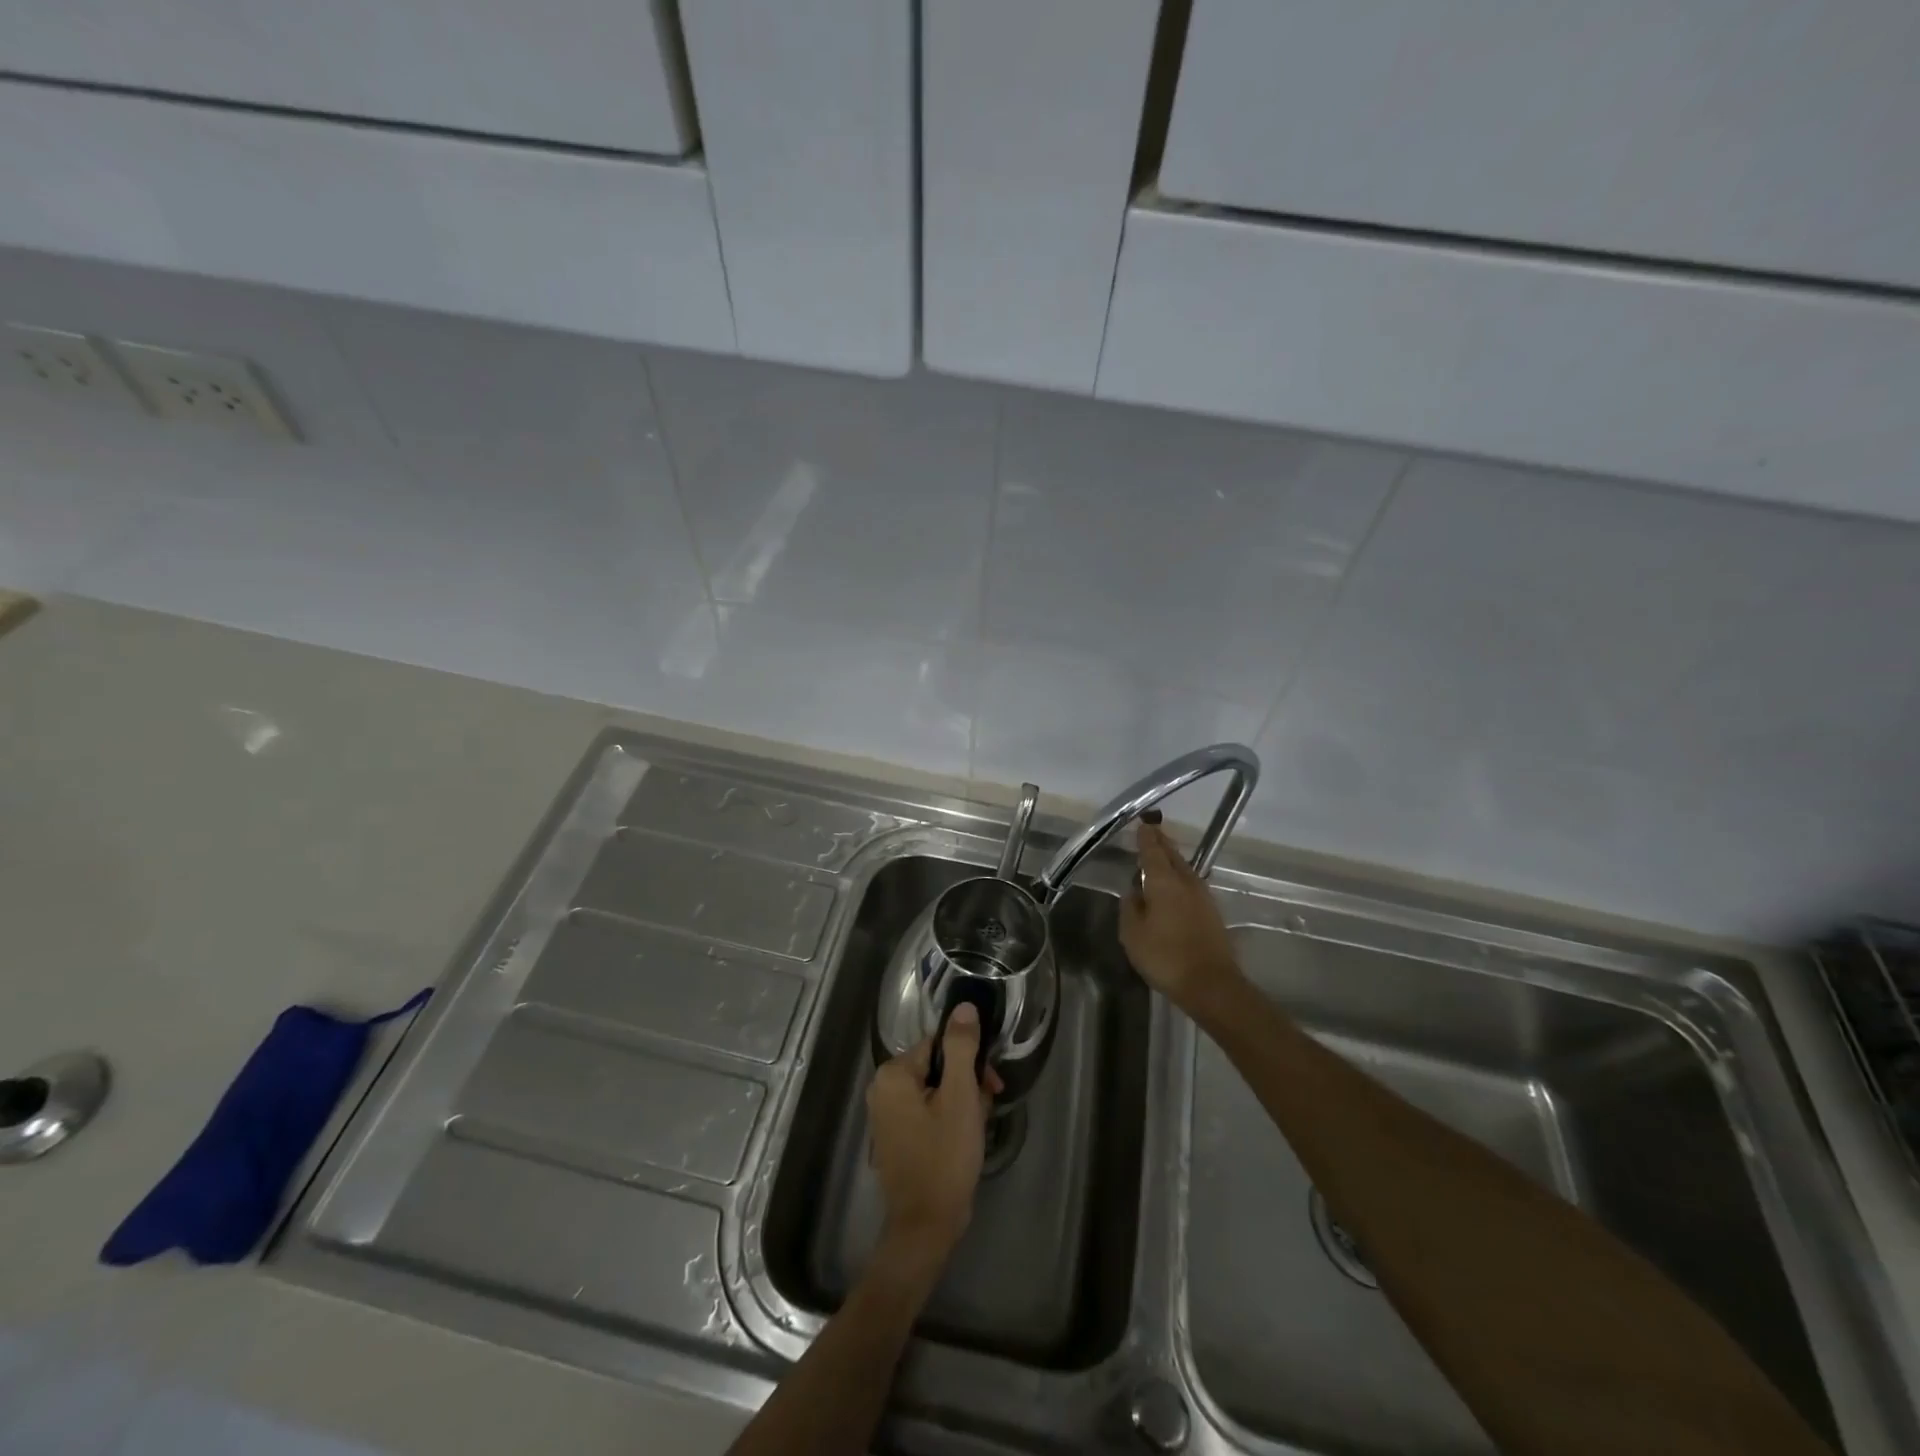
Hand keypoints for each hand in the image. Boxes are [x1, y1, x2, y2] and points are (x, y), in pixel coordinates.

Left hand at [867, 1004, 1004, 1267]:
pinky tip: (965, 1138)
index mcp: (893, 1074)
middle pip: (936, 1066)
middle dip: (966, 1083)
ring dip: (961, 1102)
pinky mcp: (896, 1137)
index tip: (990, 1082)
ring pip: (935, 1090)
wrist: (925, 1227)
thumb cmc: (944, 1156)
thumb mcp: (960, 1097)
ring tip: (976, 1127)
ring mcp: (886, 1115)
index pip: (938, 1044)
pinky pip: (926, 1112)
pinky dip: (948, 1118)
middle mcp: (882, 1089)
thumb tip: (963, 1007)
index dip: (969, 1060)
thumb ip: (961, 1047)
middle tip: (986, 1106)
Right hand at [1121, 821, 1241, 1018]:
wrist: (1211, 984)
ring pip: (1184, 868)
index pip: (1152, 851)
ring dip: (1172, 858)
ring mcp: (1203, 896)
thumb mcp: (1132, 934)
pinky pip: (1191, 883)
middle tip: (1151, 831)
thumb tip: (1134, 891)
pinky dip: (1180, 875)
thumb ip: (1130, 907)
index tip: (1142, 824)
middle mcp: (1186, 881)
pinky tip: (1174, 883)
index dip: (1146, 837)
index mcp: (1163, 881)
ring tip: (1160, 853)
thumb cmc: (1165, 957)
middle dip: (1161, 842)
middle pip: (1172, 855)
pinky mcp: (1211, 911)